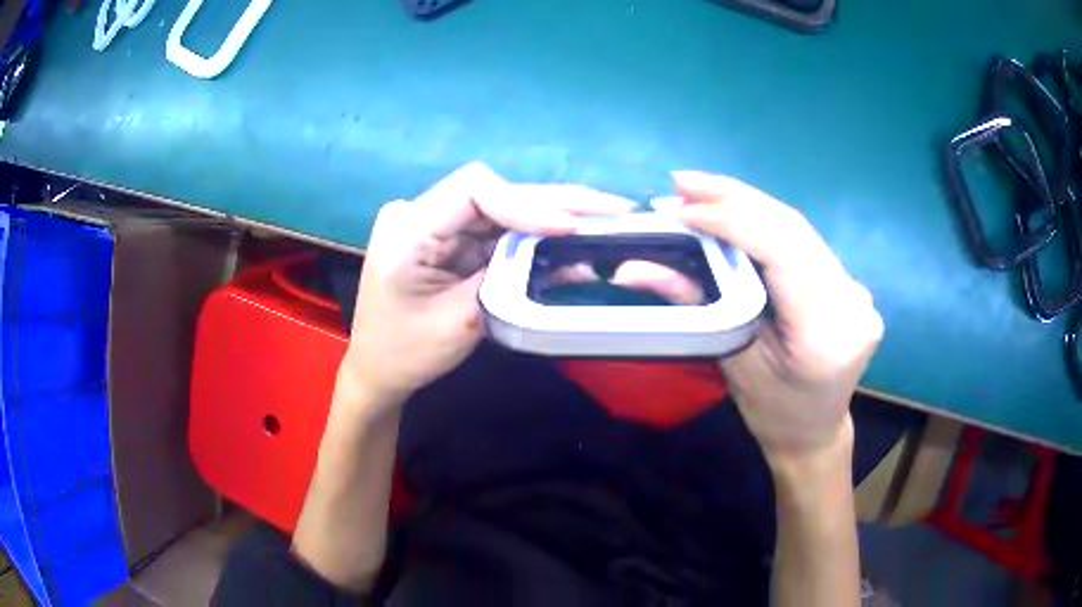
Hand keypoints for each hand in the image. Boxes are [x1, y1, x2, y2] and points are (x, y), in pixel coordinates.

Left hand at [340, 162, 634, 408]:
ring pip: (502, 209)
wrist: (376, 370)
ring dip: (552, 217)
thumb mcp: (460, 321)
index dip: (527, 202)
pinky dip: (533, 238)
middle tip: (614, 208)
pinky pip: (495, 230)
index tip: (570, 227)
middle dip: (556, 203)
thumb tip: (565, 249)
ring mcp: (433, 223)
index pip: (473, 190)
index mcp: (407, 229)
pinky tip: (572, 242)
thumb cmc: (407, 354)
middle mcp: (418, 213)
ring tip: (604, 219)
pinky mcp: (447, 238)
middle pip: (494, 194)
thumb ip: (507, 278)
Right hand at [674, 171, 882, 463]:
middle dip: (733, 198)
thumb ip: (694, 303)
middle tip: (682, 182)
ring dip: (747, 203)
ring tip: (699, 190)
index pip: (781, 251)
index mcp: (825, 334)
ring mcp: (858, 290)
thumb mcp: (730, 360)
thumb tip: (631, 267)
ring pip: (799, 229)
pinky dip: (765, 223)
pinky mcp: (852, 284)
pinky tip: (735, 212)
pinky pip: (804, 242)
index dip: (730, 221)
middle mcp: (851, 303)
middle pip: (793, 229)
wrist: (815, 432)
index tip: (680, 208)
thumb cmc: (771, 411)